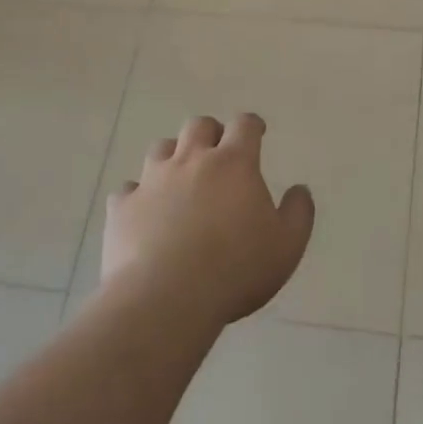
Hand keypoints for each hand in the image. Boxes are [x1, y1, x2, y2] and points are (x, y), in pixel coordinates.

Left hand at [102, 113, 314, 327]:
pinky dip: (139, 194)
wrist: (166, 298)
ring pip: (161, 148)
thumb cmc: (235, 269)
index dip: (251, 125)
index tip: (256, 132)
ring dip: (174, 156)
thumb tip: (299, 190)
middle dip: (211, 132)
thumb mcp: (286, 246)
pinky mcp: (122, 207)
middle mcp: (191, 161)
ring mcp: (152, 181)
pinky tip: (145, 211)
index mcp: (233, 164)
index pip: (244, 125)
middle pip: (199, 126)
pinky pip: (128, 189)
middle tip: (218, 152)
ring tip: (180, 177)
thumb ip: (298, 213)